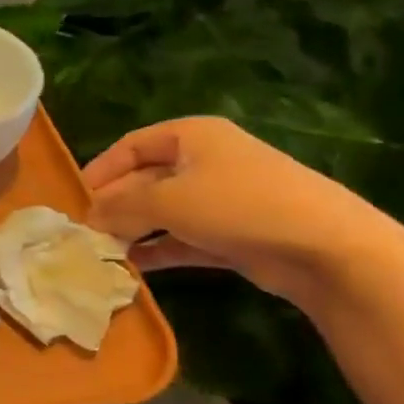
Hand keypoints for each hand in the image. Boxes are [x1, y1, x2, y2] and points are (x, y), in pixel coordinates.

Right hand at [83, 116, 393, 304]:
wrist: (328, 250)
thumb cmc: (239, 206)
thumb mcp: (166, 200)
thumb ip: (119, 207)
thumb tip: (87, 218)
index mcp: (191, 136)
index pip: (130, 146)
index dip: (99, 170)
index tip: (74, 199)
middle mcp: (206, 161)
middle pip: (144, 179)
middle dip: (114, 204)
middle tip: (84, 232)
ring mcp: (222, 199)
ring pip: (163, 211)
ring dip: (132, 230)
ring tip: (101, 252)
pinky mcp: (234, 234)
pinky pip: (183, 237)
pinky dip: (158, 249)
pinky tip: (132, 267)